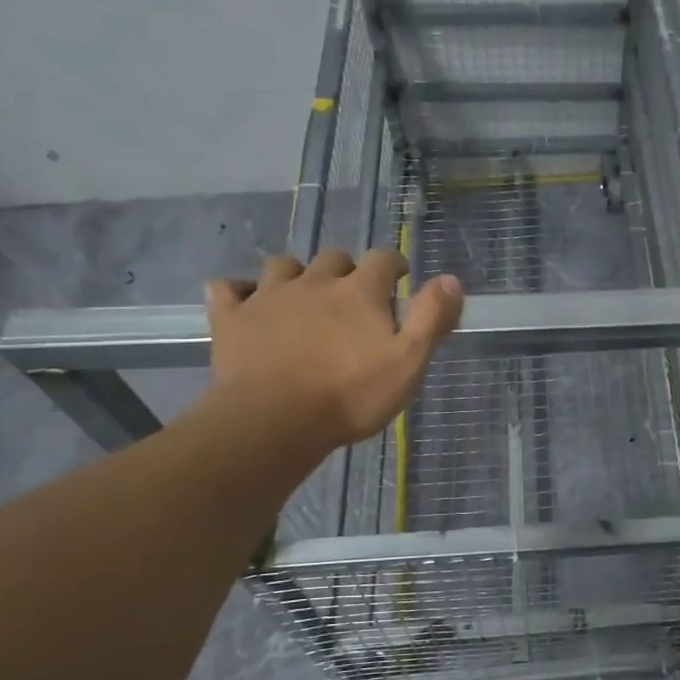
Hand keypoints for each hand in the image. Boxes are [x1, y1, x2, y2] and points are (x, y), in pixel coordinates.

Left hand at [204, 250, 462, 454]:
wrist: (273, 421)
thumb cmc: (350, 396)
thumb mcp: (408, 363)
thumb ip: (431, 318)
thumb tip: (451, 278)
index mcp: (360, 292)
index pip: (383, 260)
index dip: (394, 265)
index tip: (400, 277)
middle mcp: (315, 283)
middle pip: (333, 259)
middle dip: (347, 270)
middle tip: (354, 296)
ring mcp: (268, 297)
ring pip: (283, 266)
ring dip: (296, 274)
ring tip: (302, 296)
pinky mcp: (232, 319)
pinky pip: (228, 289)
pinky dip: (238, 291)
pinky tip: (244, 302)